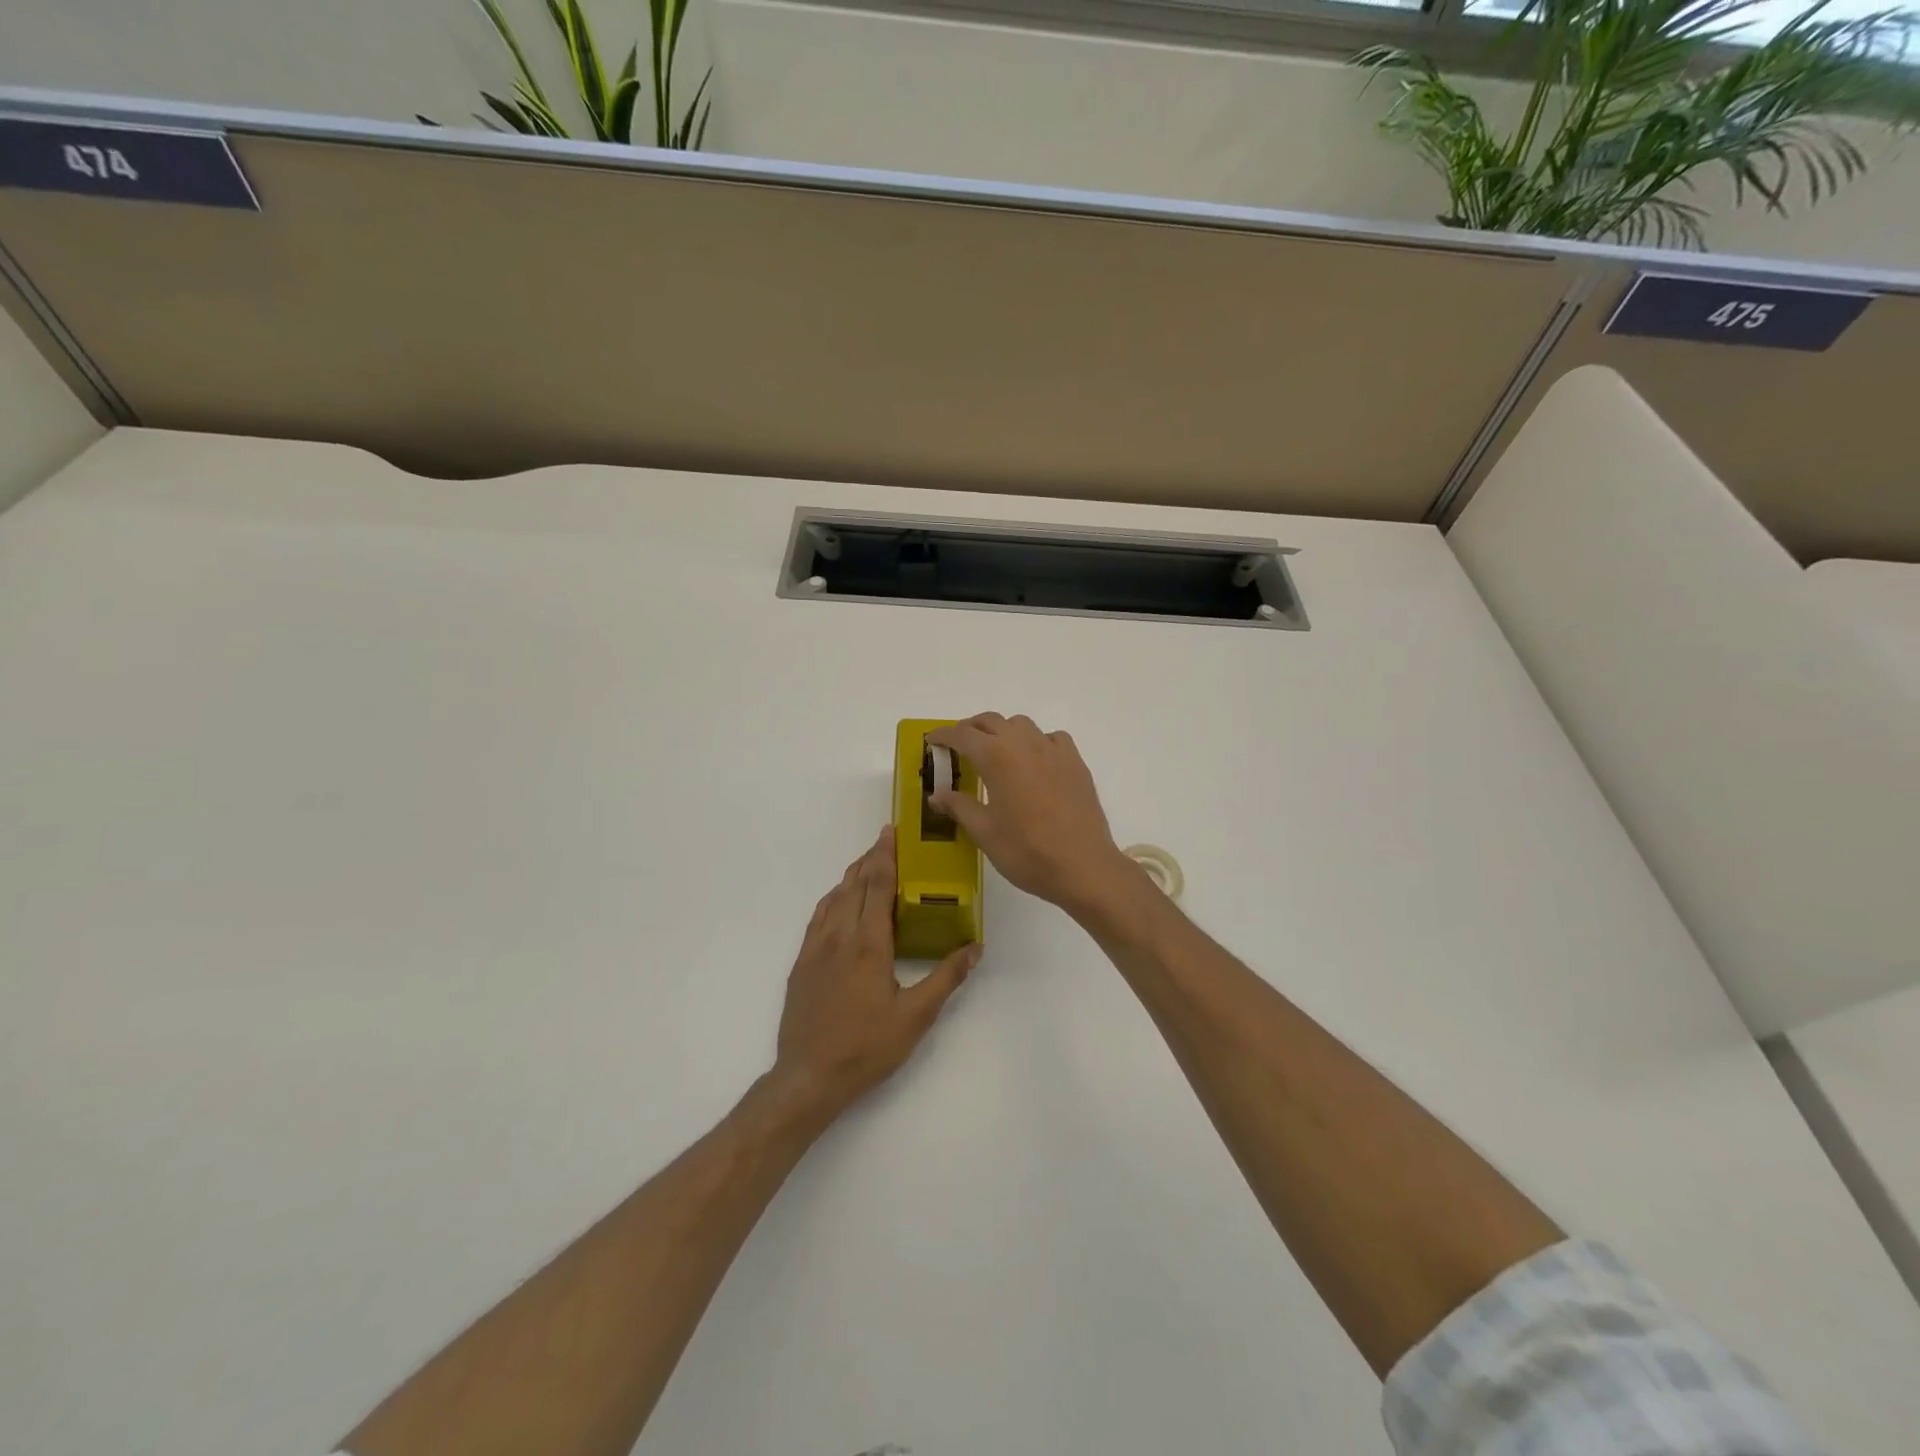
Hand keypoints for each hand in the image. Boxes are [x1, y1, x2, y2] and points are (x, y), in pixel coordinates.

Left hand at [772, 826, 978, 1118]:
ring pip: (833, 898)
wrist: (808, 1076)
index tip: (891, 832)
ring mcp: (815, 948)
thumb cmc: (866, 1047)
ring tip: (867, 865)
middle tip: (886, 841)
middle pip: (854, 884)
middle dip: (870, 859)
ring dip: (851, 876)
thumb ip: (946, 978)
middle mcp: (839, 936)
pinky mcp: (802, 962)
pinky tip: (839, 902)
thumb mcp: (915, 1017)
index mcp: (868, 944)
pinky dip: (833, 898)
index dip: (885, 856)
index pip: (877, 886)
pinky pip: (818, 916)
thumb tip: (975, 947)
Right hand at [926, 714, 1137, 918]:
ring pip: (1021, 724)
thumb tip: (937, 795)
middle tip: (958, 747)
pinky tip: (1034, 762)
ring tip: (994, 753)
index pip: (962, 734)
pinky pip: (1050, 738)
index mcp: (996, 757)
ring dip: (1002, 731)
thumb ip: (959, 806)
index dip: (944, 735)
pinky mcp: (1075, 762)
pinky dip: (1035, 742)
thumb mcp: (984, 832)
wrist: (1083, 866)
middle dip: (970, 729)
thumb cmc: (1027, 852)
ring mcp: (1053, 750)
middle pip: (991, 721)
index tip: (932, 741)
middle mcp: (1024, 743)